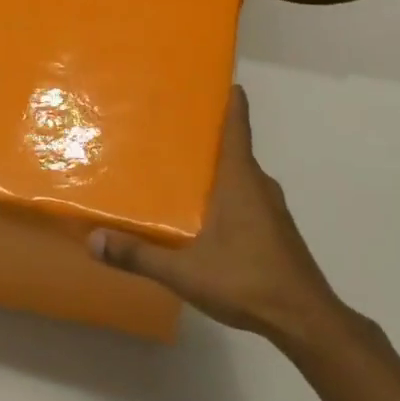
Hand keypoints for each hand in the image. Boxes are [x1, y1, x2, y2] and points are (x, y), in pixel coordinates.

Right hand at [88, 86, 335, 343]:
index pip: (238, 127)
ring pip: (241, 177)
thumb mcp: (185, 272)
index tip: (220, 80)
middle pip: (235, 149)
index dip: (231, 101)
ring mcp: (272, 209)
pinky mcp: (277, 231)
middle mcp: (260, 185)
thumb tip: (94, 239)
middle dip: (208, 138)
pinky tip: (206, 216)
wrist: (305, 319)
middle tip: (173, 131)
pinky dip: (228, 195)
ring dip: (217, 170)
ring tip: (182, 173)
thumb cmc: (247, 280)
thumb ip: (139, 255)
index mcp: (240, 180)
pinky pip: (248, 199)